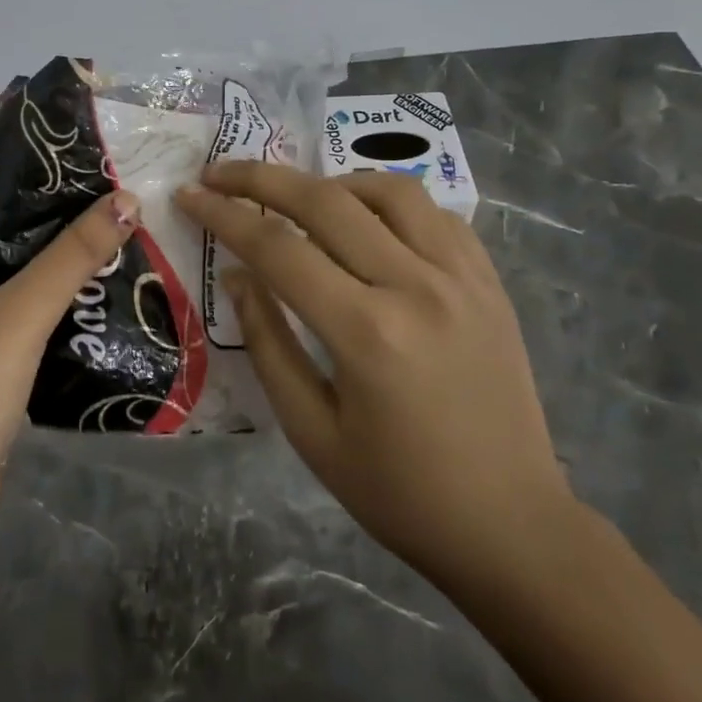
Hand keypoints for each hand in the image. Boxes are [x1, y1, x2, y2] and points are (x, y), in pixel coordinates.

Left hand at [0, 183, 140, 581]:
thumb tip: (128, 198)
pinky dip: (32, 293)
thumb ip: (75, 253)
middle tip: (106, 199)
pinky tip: (79, 290)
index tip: (83, 163)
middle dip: (45, 214)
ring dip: (43, 256)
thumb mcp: (24, 313)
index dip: (26, 170)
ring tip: (103, 235)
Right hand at [175, 164, 574, 594]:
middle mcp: (416, 286)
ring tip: (299, 198)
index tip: (190, 195)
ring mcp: (462, 278)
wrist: (511, 527)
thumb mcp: (311, 431)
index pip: (278, 248)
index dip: (224, 215)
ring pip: (388, 190)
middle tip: (220, 173)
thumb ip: (269, 343)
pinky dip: (390, 202)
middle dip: (260, 178)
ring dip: (331, 182)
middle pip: (325, 200)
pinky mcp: (490, 282)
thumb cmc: (400, 493)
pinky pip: (436, 214)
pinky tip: (368, 222)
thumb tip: (238, 275)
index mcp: (366, 332)